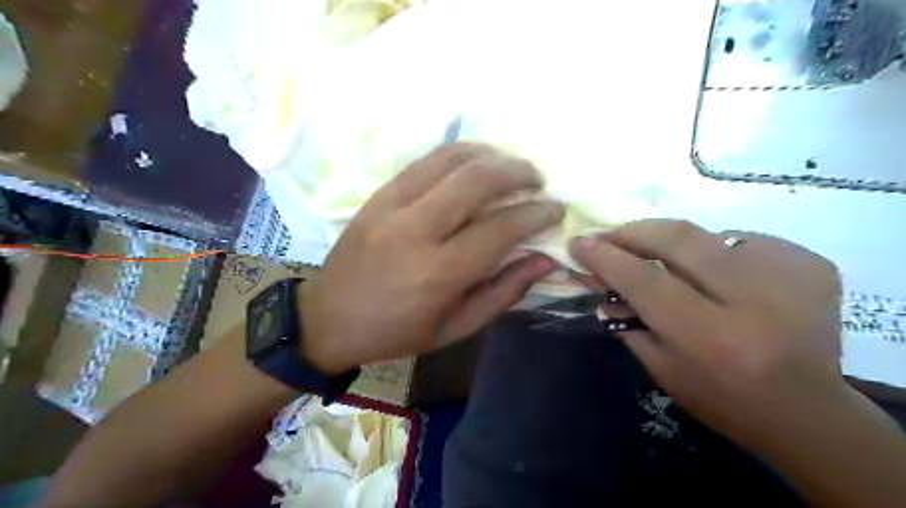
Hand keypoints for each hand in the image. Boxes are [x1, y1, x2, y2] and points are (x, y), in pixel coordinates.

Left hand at [300, 143, 563, 372]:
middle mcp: (417, 230)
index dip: (536, 214)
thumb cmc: (397, 332)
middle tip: (538, 180)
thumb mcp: (456, 328)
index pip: (501, 228)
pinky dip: (457, 155)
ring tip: (509, 166)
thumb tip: (545, 260)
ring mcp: (393, 206)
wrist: (329, 319)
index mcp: (440, 273)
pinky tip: (474, 162)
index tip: (555, 210)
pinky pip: (424, 162)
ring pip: (450, 160)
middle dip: (518, 172)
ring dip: (490, 155)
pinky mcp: (378, 195)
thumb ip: (504, 292)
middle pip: (478, 180)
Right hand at [569, 221, 845, 445]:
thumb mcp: (661, 369)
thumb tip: (597, 279)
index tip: (580, 242)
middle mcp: (753, 301)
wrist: (809, 413)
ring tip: (667, 264)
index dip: (606, 257)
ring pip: (709, 235)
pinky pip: (743, 241)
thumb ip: (625, 320)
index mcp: (711, 337)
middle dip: (635, 231)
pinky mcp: (811, 265)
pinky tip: (719, 277)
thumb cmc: (722, 399)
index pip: (644, 280)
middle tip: (612, 236)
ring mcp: (790, 276)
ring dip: (676, 245)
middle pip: (679, 240)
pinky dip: (717, 252)